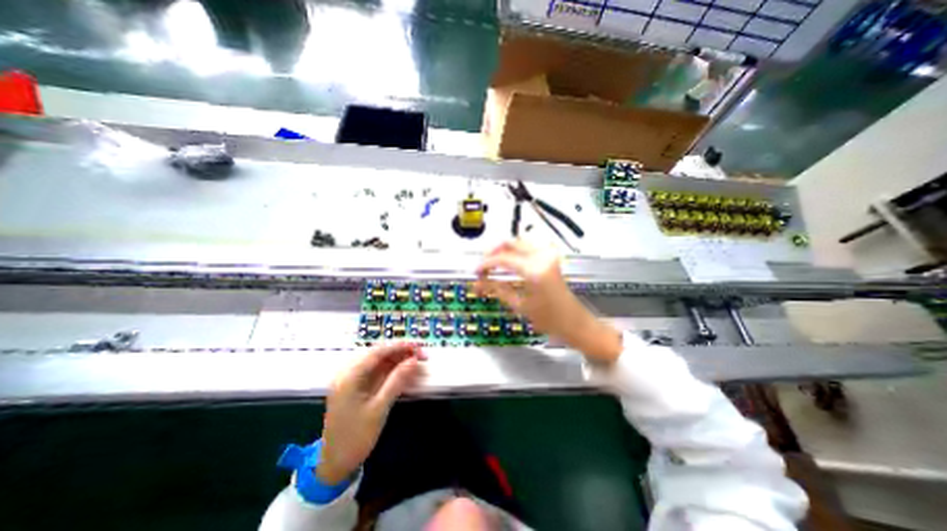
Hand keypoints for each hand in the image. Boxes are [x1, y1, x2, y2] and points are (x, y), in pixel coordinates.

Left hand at [317, 344, 425, 484]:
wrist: (334, 466)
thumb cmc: (355, 437)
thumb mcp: (379, 408)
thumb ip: (396, 381)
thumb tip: (414, 360)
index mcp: (349, 377)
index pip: (377, 353)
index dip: (398, 347)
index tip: (417, 347)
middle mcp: (349, 374)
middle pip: (379, 356)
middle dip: (401, 354)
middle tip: (421, 356)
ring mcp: (353, 382)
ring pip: (380, 364)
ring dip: (399, 363)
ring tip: (418, 365)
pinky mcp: (357, 389)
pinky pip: (377, 375)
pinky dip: (392, 373)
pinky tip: (407, 375)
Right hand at [478, 241, 626, 364]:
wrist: (574, 321)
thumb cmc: (549, 319)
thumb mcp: (519, 305)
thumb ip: (497, 289)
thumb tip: (478, 283)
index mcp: (534, 270)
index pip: (502, 258)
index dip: (485, 263)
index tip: (475, 271)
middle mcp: (541, 256)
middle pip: (510, 242)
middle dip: (492, 252)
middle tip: (482, 266)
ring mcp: (548, 254)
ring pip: (519, 242)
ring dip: (503, 250)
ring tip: (492, 264)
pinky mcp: (550, 257)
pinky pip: (528, 247)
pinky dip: (514, 251)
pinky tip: (507, 262)